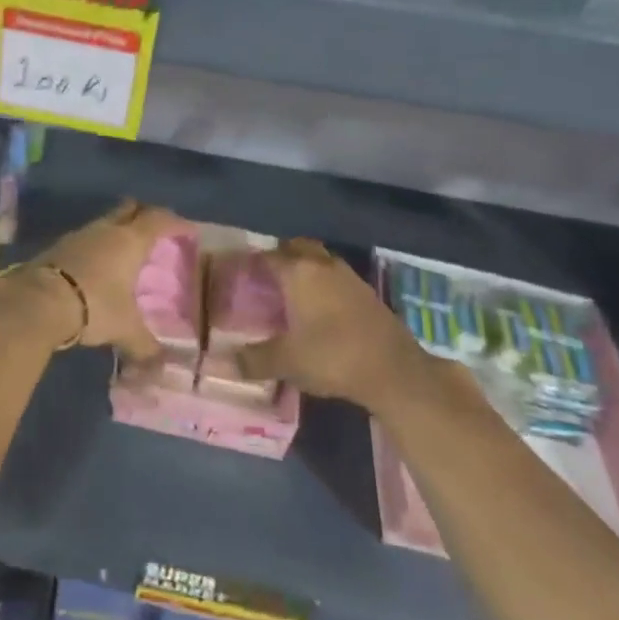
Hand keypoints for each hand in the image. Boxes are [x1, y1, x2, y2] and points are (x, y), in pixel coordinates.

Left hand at [25, 199, 190, 363]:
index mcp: (130, 241)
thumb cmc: (94, 306)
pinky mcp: (57, 247)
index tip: (188, 230)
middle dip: (143, 215)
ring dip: (116, 232)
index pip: (158, 220)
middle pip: (129, 209)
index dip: (175, 223)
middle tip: (155, 231)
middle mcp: (105, 230)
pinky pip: (85, 240)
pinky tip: (96, 267)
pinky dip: (96, 248)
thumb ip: (144, 344)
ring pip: (104, 224)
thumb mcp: (125, 329)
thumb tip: (160, 363)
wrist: (38, 301)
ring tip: (125, 252)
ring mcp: (78, 236)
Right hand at [236, 238, 424, 404]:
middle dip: (280, 256)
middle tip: (264, 276)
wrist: (395, 371)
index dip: (250, 263)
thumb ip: (253, 360)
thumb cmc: (333, 357)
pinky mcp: (367, 293)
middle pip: (297, 248)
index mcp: (299, 273)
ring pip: (319, 260)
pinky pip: (336, 277)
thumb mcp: (286, 362)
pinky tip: (318, 307)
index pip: (267, 256)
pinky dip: (323, 283)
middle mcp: (323, 265)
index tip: (237, 273)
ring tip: (289, 290)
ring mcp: (349, 277)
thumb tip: (223, 363)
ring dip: (305, 268)